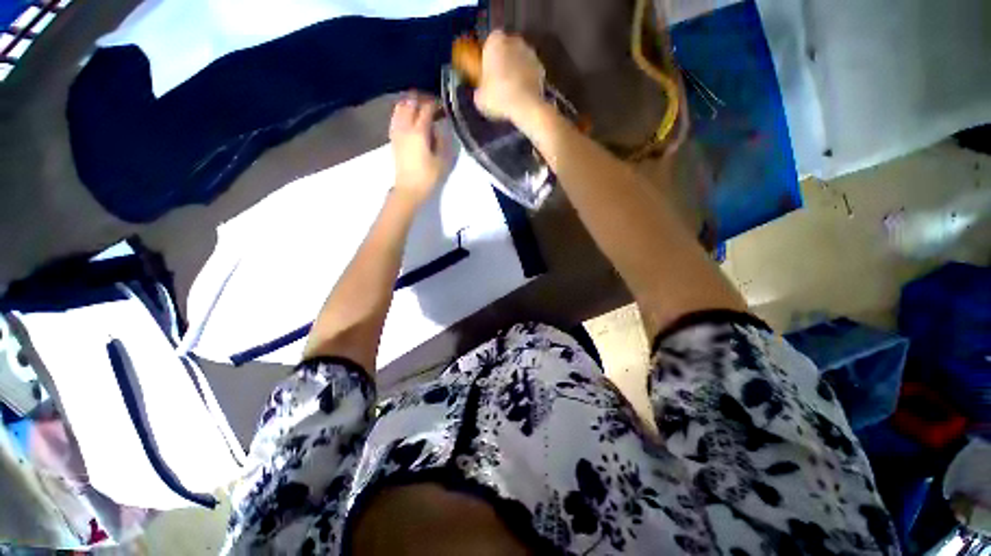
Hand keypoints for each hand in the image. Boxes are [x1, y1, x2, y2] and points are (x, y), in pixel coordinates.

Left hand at [390, 93, 450, 203]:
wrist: (409, 189)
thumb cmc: (428, 177)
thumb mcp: (443, 160)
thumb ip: (442, 140)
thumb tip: (439, 128)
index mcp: (419, 132)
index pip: (426, 108)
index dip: (436, 104)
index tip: (444, 108)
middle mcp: (405, 127)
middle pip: (411, 103)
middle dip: (422, 100)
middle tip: (434, 106)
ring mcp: (397, 131)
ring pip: (400, 107)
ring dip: (411, 104)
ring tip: (422, 109)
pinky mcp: (393, 138)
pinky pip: (396, 116)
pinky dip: (403, 112)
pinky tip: (411, 118)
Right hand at [473, 31, 547, 123]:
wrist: (525, 106)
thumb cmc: (498, 97)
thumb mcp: (480, 97)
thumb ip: (480, 87)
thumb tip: (482, 91)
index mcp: (495, 41)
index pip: (488, 44)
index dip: (488, 59)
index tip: (486, 72)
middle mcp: (514, 40)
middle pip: (506, 50)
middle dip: (503, 62)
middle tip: (499, 82)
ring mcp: (531, 52)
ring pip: (519, 60)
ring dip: (516, 71)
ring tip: (511, 91)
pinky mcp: (542, 67)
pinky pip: (530, 72)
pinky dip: (527, 80)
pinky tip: (522, 95)